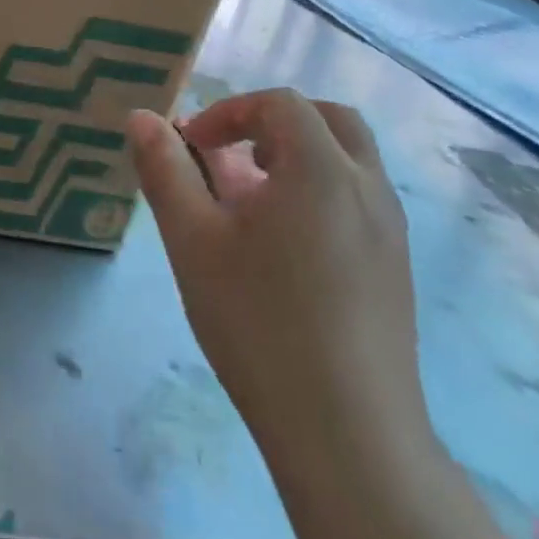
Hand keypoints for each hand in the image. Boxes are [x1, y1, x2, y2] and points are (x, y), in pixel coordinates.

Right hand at [128, 91, 426, 460]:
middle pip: (328, 120)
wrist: (348, 434)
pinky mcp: (397, 269)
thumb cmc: (259, 322)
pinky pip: (359, 200)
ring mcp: (391, 230)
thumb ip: (165, 170)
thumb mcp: (192, 239)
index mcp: (321, 168)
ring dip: (298, 157)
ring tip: (251, 202)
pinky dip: (320, 192)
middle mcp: (368, 186)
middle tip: (232, 157)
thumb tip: (142, 117)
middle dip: (273, 124)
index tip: (192, 146)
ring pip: (348, 161)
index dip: (229, 112)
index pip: (279, 104)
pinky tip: (284, 248)